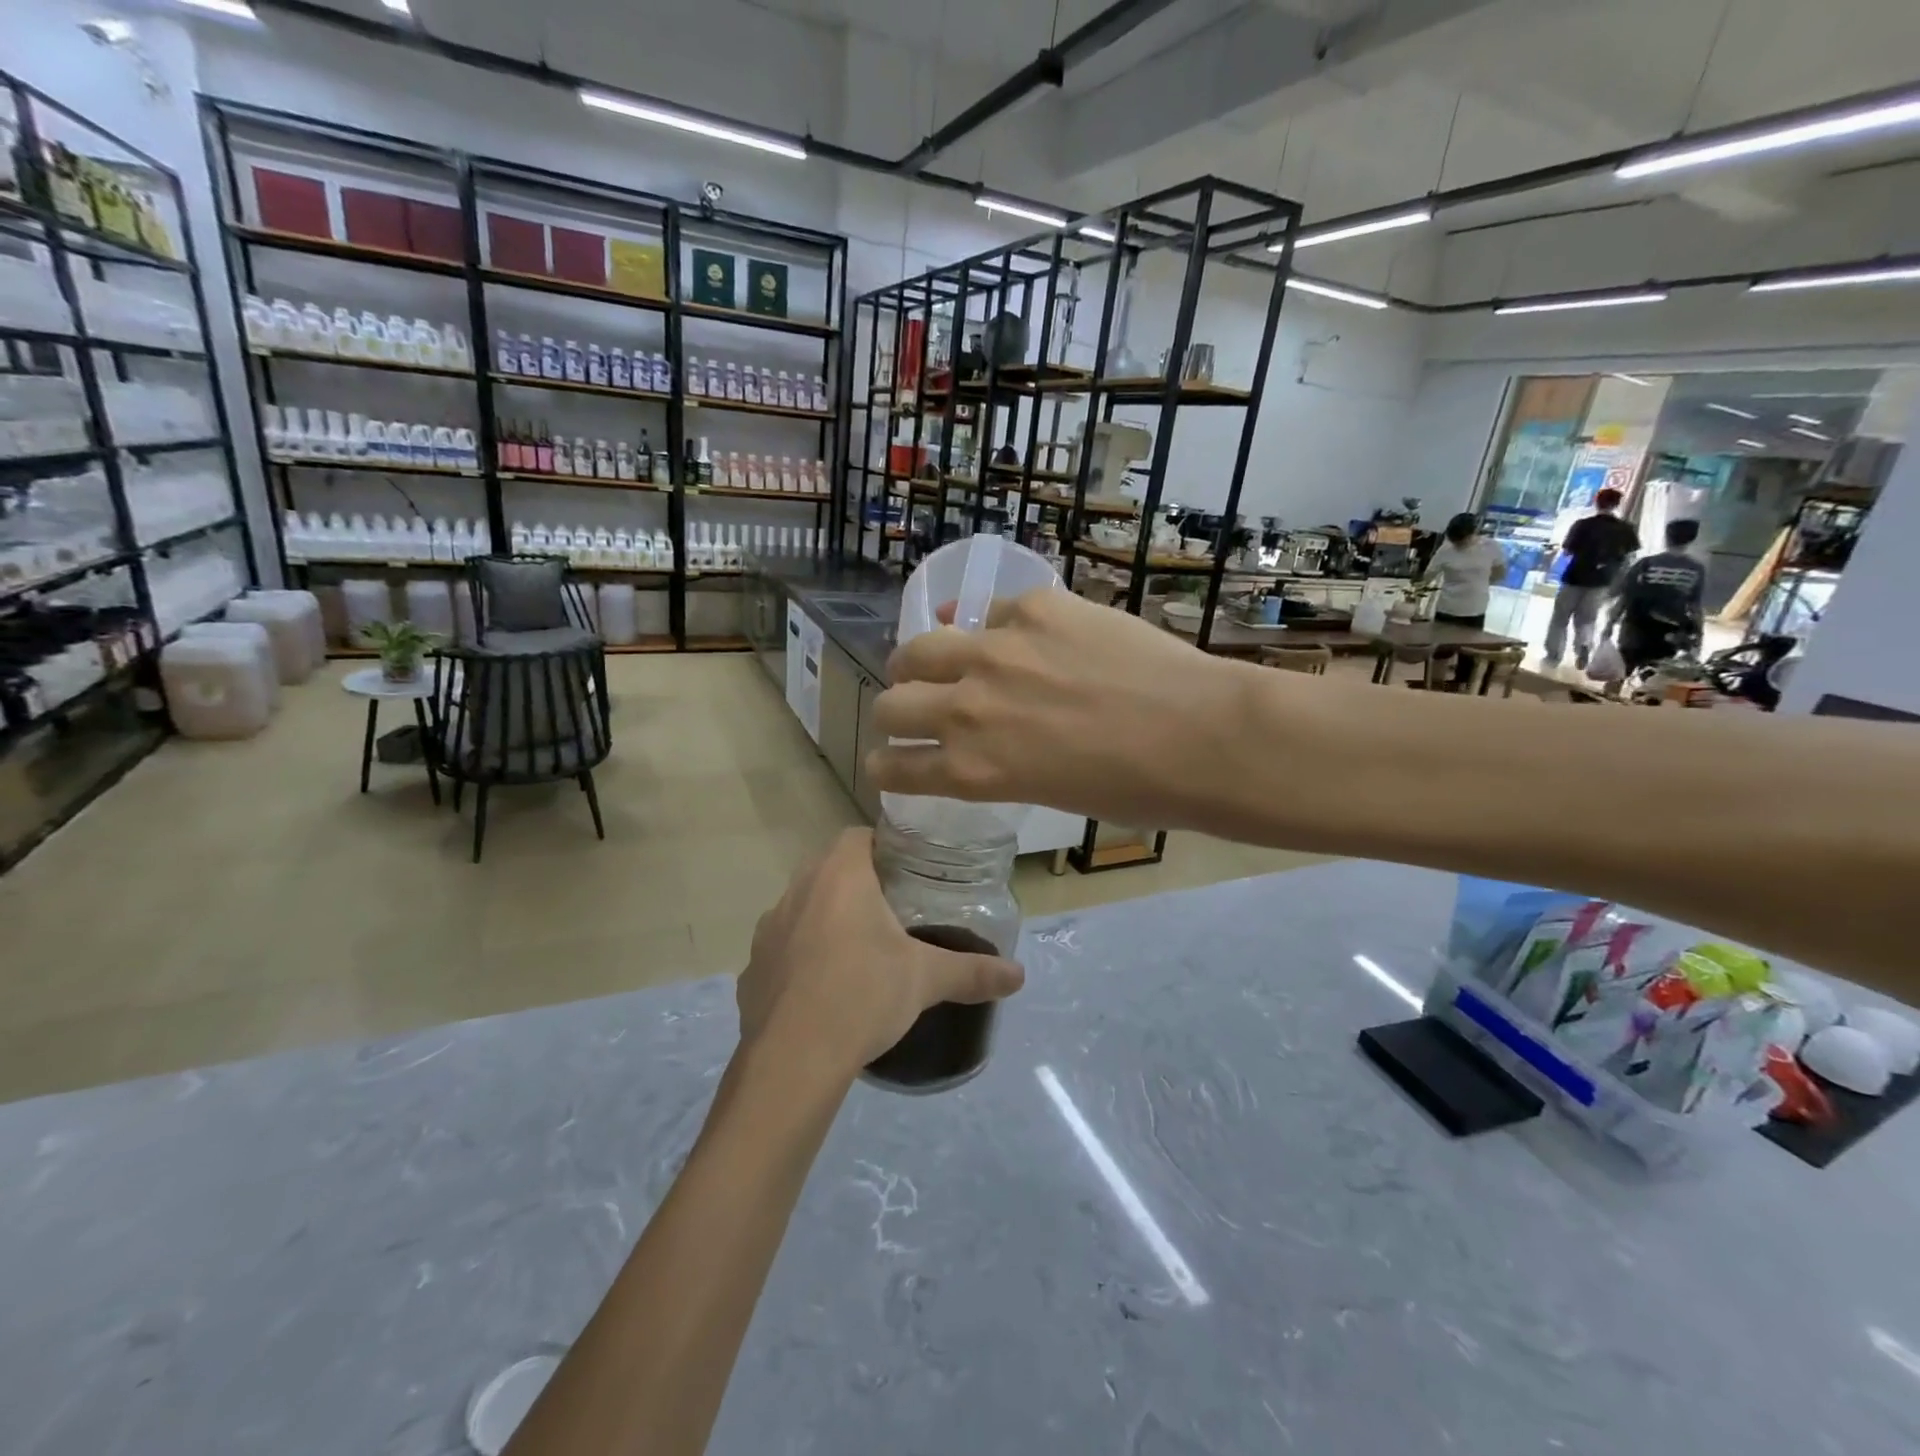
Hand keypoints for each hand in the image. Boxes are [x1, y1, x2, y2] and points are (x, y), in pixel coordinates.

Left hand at [737, 829, 1023, 1076]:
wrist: (794, 1060)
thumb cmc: (864, 995)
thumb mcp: (926, 979)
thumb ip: (972, 971)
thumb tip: (1019, 975)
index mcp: (838, 876)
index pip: (857, 836)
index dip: (882, 847)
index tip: (907, 871)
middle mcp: (796, 891)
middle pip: (829, 870)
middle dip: (858, 885)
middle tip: (892, 913)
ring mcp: (768, 931)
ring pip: (802, 909)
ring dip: (826, 920)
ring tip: (858, 953)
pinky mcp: (751, 969)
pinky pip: (782, 951)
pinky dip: (801, 960)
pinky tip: (823, 991)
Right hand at [868, 588, 1250, 829]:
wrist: (1202, 735)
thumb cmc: (1135, 789)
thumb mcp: (1048, 792)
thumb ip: (1001, 765)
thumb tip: (986, 738)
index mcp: (972, 770)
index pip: (894, 767)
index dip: (884, 766)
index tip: (886, 762)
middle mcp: (967, 708)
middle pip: (892, 702)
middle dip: (893, 713)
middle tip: (910, 711)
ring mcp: (996, 650)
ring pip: (920, 646)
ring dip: (917, 662)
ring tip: (933, 661)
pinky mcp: (1034, 607)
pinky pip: (988, 614)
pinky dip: (989, 630)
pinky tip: (1011, 637)